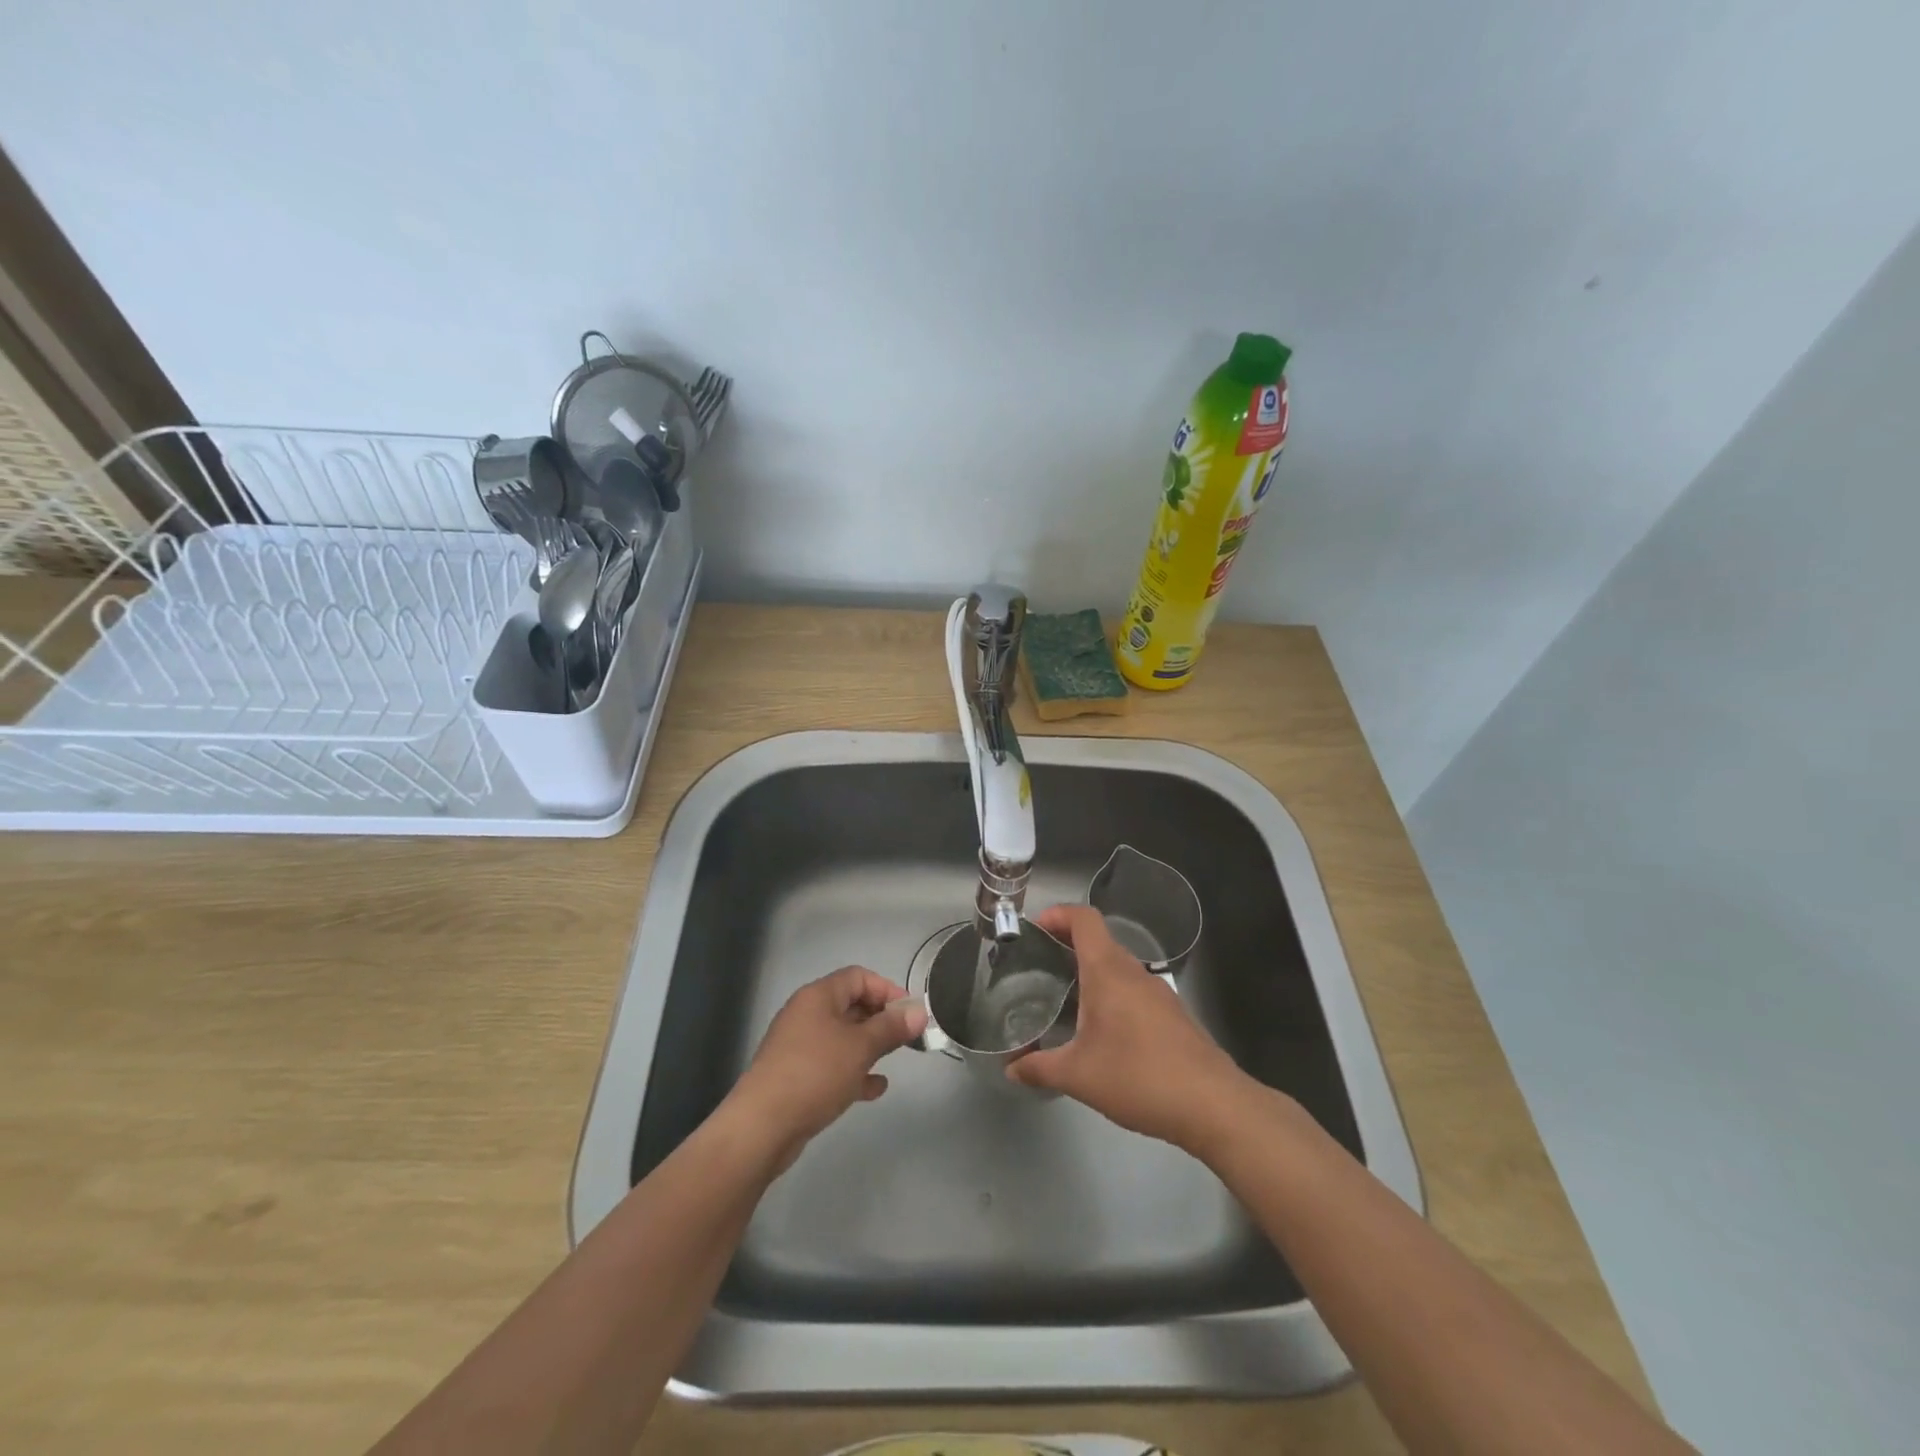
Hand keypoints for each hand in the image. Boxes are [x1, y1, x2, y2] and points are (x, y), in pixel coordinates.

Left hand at [725, 966, 926, 1171]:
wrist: (762, 1126)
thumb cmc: (815, 1074)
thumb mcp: (860, 1047)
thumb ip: (891, 1028)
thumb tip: (918, 1012)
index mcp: (818, 997)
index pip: (858, 977)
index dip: (887, 989)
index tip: (910, 1012)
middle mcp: (807, 1015)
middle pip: (850, 1005)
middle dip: (880, 1019)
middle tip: (906, 1037)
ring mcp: (799, 1047)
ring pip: (842, 1037)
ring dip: (869, 1046)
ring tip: (893, 1059)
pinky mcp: (796, 1077)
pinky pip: (832, 1065)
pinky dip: (853, 1071)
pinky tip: (874, 1088)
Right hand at [1008, 904, 1245, 1150]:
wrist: (1213, 1104)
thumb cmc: (1139, 1077)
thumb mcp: (1078, 1076)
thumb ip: (1040, 1068)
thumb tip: (1011, 1069)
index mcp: (1108, 971)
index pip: (1084, 919)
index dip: (1057, 914)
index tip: (1034, 930)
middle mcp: (1134, 972)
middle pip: (1098, 941)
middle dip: (1066, 947)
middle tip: (1038, 969)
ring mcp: (1158, 992)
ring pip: (1117, 967)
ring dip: (1090, 973)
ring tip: (1063, 1001)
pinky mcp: (1172, 1015)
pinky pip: (1133, 990)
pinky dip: (1111, 995)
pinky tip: (1101, 1031)